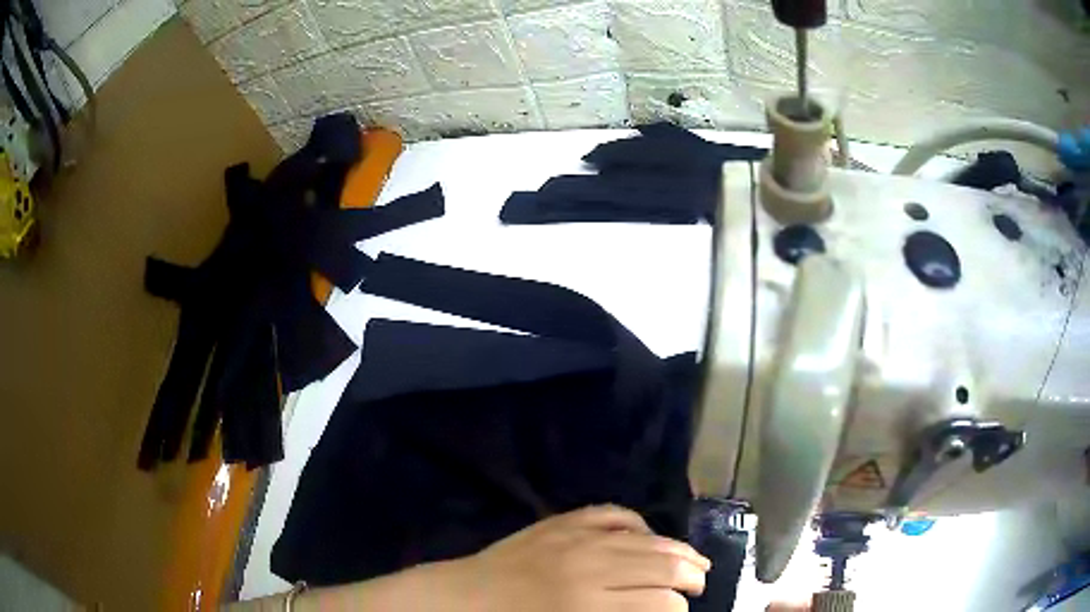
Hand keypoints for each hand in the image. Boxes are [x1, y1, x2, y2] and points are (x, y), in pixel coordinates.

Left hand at [454, 505, 710, 611]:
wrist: (465, 596)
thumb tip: (655, 608)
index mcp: (590, 604)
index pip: (660, 602)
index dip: (678, 609)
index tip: (682, 611)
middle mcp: (591, 567)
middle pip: (662, 566)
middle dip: (690, 576)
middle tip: (700, 584)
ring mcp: (577, 537)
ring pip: (646, 538)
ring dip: (677, 550)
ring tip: (694, 560)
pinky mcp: (563, 521)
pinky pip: (613, 514)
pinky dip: (636, 523)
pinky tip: (648, 533)